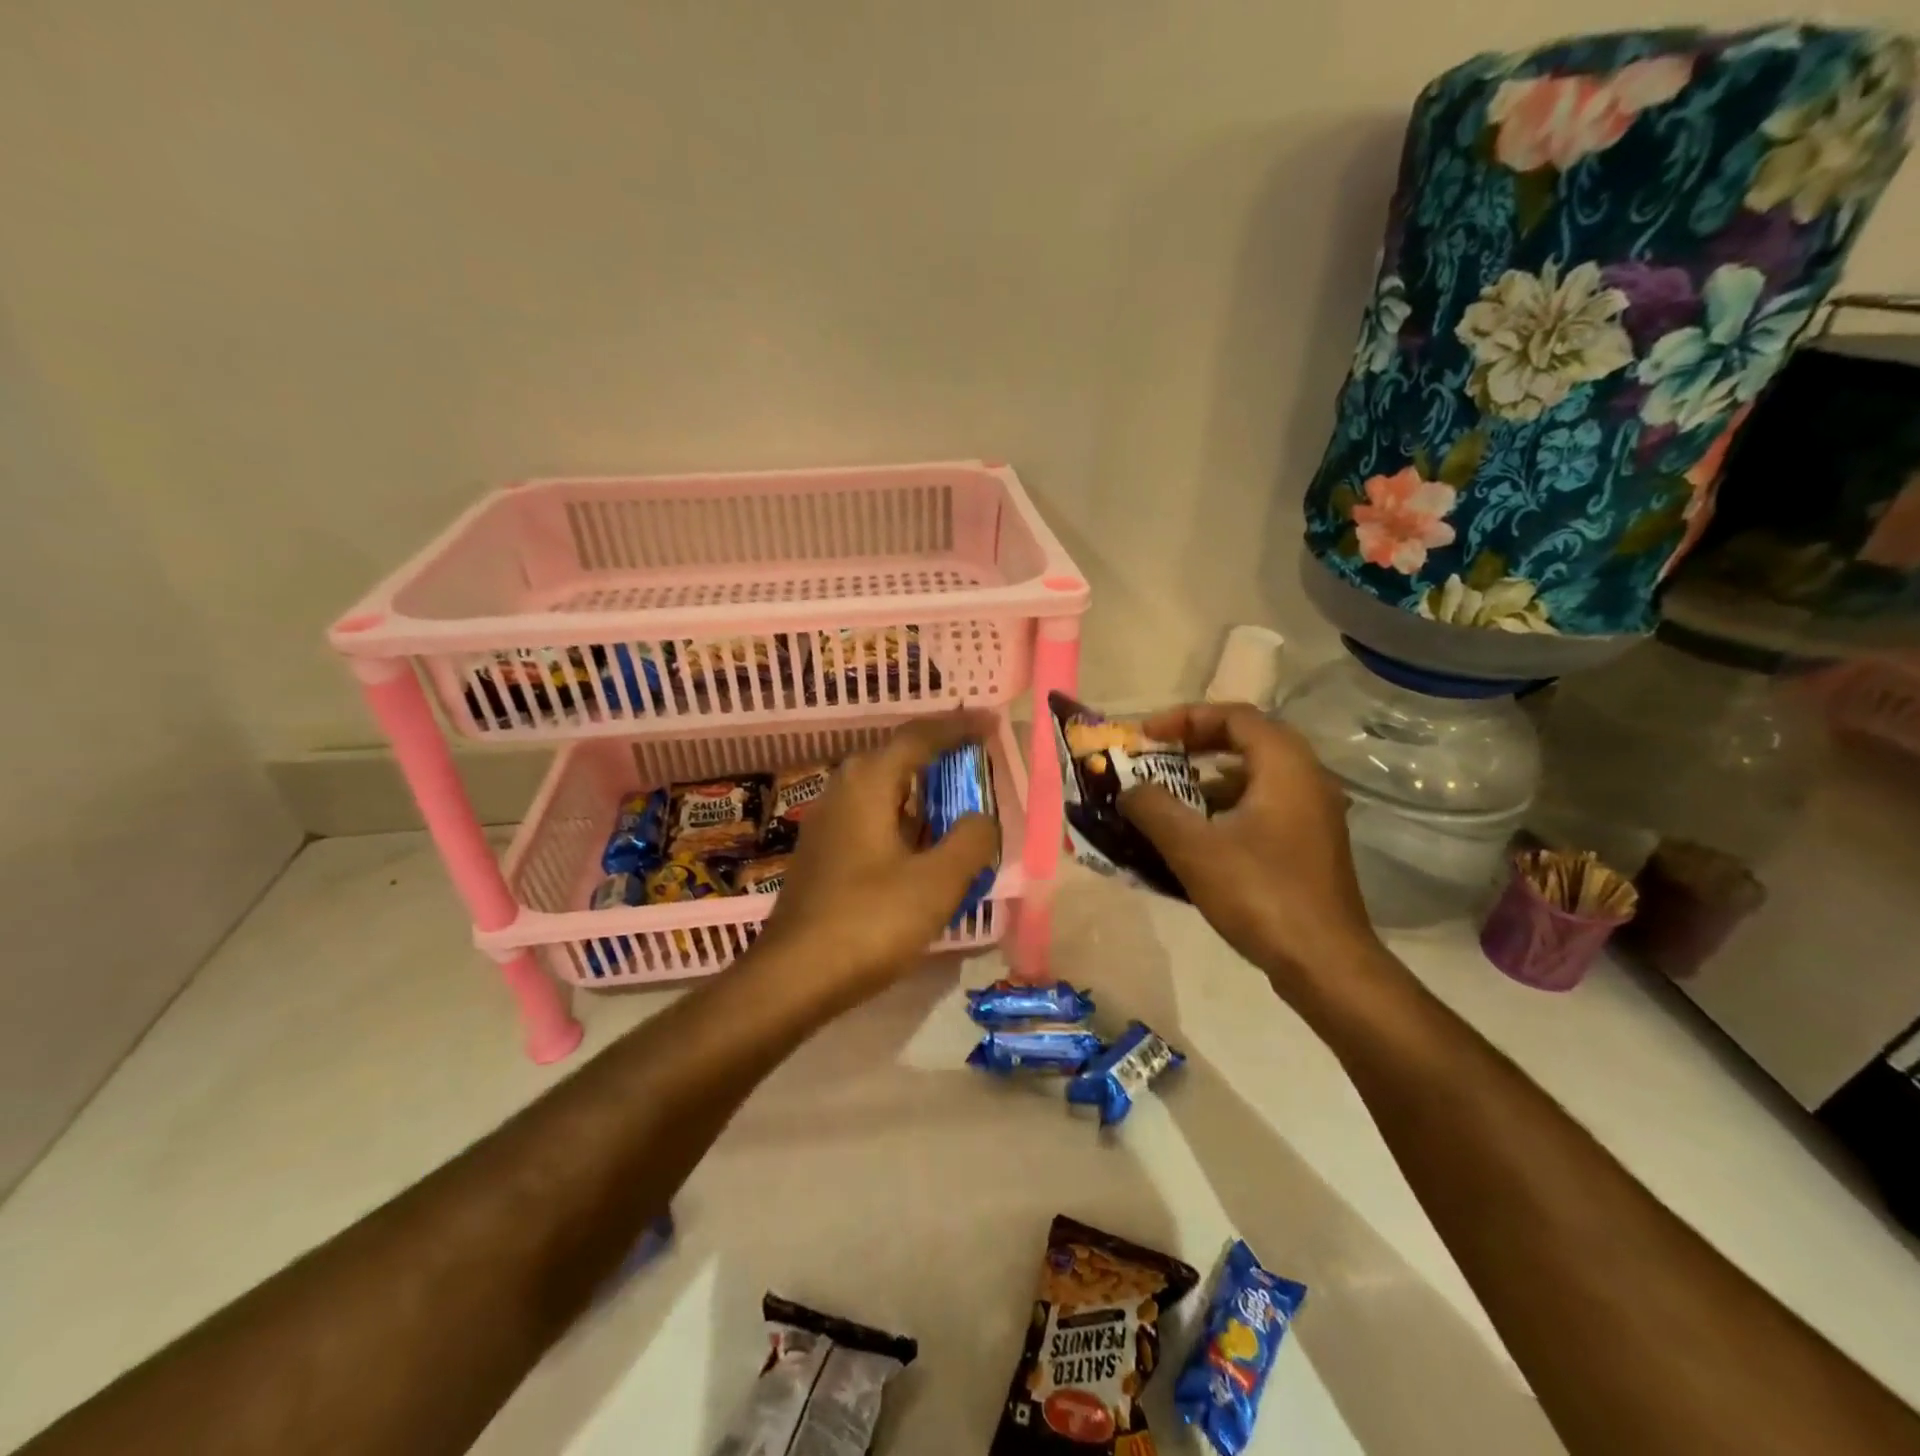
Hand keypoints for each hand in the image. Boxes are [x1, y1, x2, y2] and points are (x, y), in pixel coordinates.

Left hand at [756, 711, 1001, 1011]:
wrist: (794, 976)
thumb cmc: (870, 921)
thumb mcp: (937, 882)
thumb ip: (971, 840)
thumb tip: (981, 818)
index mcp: (869, 782)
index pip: (920, 736)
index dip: (959, 727)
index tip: (991, 722)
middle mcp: (844, 790)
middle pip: (899, 757)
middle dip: (941, 755)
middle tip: (979, 758)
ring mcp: (828, 822)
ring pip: (885, 790)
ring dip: (924, 790)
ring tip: (960, 799)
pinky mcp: (824, 853)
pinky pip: (874, 817)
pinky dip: (906, 818)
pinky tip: (924, 843)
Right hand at [1118, 702, 1384, 998]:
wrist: (1324, 962)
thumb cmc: (1259, 894)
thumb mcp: (1193, 848)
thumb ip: (1153, 808)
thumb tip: (1129, 790)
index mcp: (1285, 765)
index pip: (1234, 716)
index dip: (1185, 718)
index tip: (1146, 736)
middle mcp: (1307, 778)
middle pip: (1247, 739)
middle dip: (1196, 743)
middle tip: (1158, 756)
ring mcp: (1313, 813)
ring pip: (1256, 775)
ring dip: (1210, 777)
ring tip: (1170, 795)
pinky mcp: (1310, 843)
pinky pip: (1264, 804)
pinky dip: (1228, 805)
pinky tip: (1198, 834)